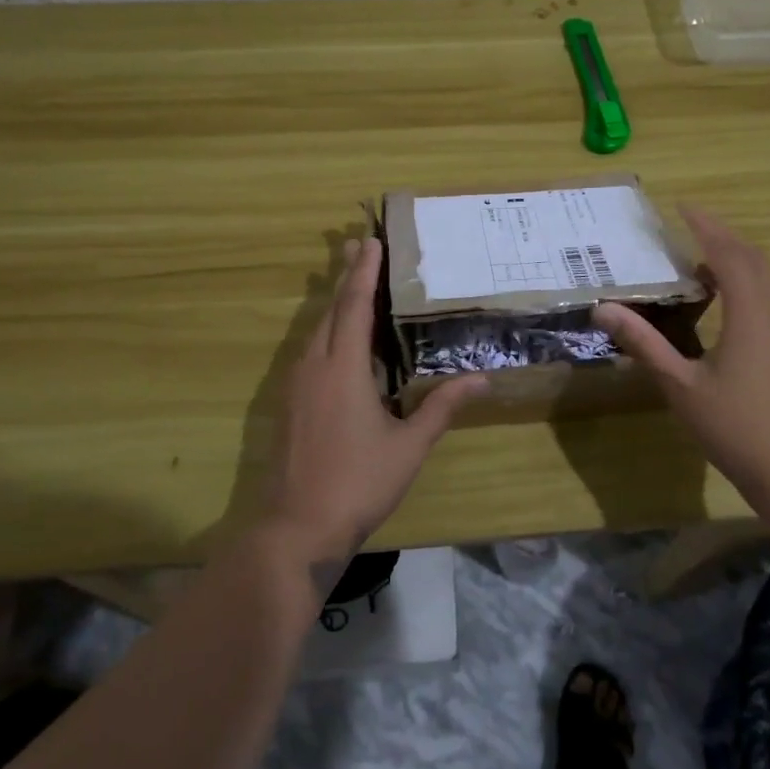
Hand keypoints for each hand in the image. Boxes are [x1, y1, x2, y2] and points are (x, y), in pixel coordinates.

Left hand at [265, 237, 487, 566]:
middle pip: (331, 309)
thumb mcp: (409, 446)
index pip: (354, 306)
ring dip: (334, 301)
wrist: (296, 528)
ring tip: (351, 280)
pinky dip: (326, 330)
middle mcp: (314, 366)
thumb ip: (442, 407)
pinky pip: (308, 350)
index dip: (364, 272)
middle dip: (346, 276)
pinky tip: (337, 339)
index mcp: (342, 368)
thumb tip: (481, 379)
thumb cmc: (358, 483)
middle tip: (360, 245)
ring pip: (315, 329)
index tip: (371, 240)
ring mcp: (295, 385)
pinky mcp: (288, 403)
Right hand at [593, 206, 769, 502]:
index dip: (705, 226)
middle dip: (721, 236)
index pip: (728, 253)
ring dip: (734, 261)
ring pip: (765, 279)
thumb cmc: (735, 428)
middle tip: (686, 227)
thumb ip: (644, 343)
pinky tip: (721, 304)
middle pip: (752, 259)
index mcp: (751, 314)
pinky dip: (745, 284)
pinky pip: (769, 299)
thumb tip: (604, 308)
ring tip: (697, 262)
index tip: (681, 206)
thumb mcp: (680, 385)